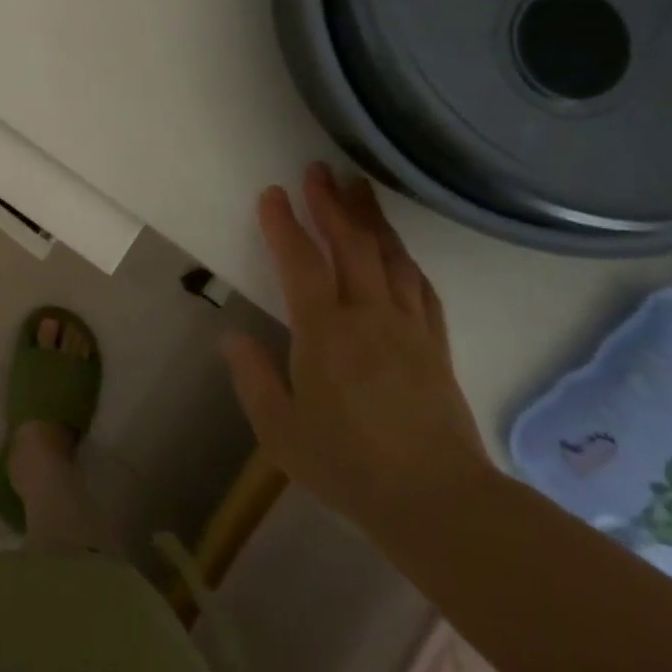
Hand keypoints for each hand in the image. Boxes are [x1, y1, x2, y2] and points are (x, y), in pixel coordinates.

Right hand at [221, 163, 492, 529]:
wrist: (439, 502)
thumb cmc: (348, 465)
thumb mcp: (280, 430)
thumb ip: (252, 378)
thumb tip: (231, 337)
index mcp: (324, 333)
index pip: (301, 263)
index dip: (284, 225)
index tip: (272, 193)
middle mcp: (369, 316)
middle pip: (351, 245)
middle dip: (332, 203)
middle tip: (319, 169)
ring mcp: (408, 327)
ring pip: (390, 257)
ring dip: (372, 218)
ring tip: (359, 187)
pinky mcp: (436, 344)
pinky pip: (421, 287)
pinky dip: (405, 258)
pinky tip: (399, 250)